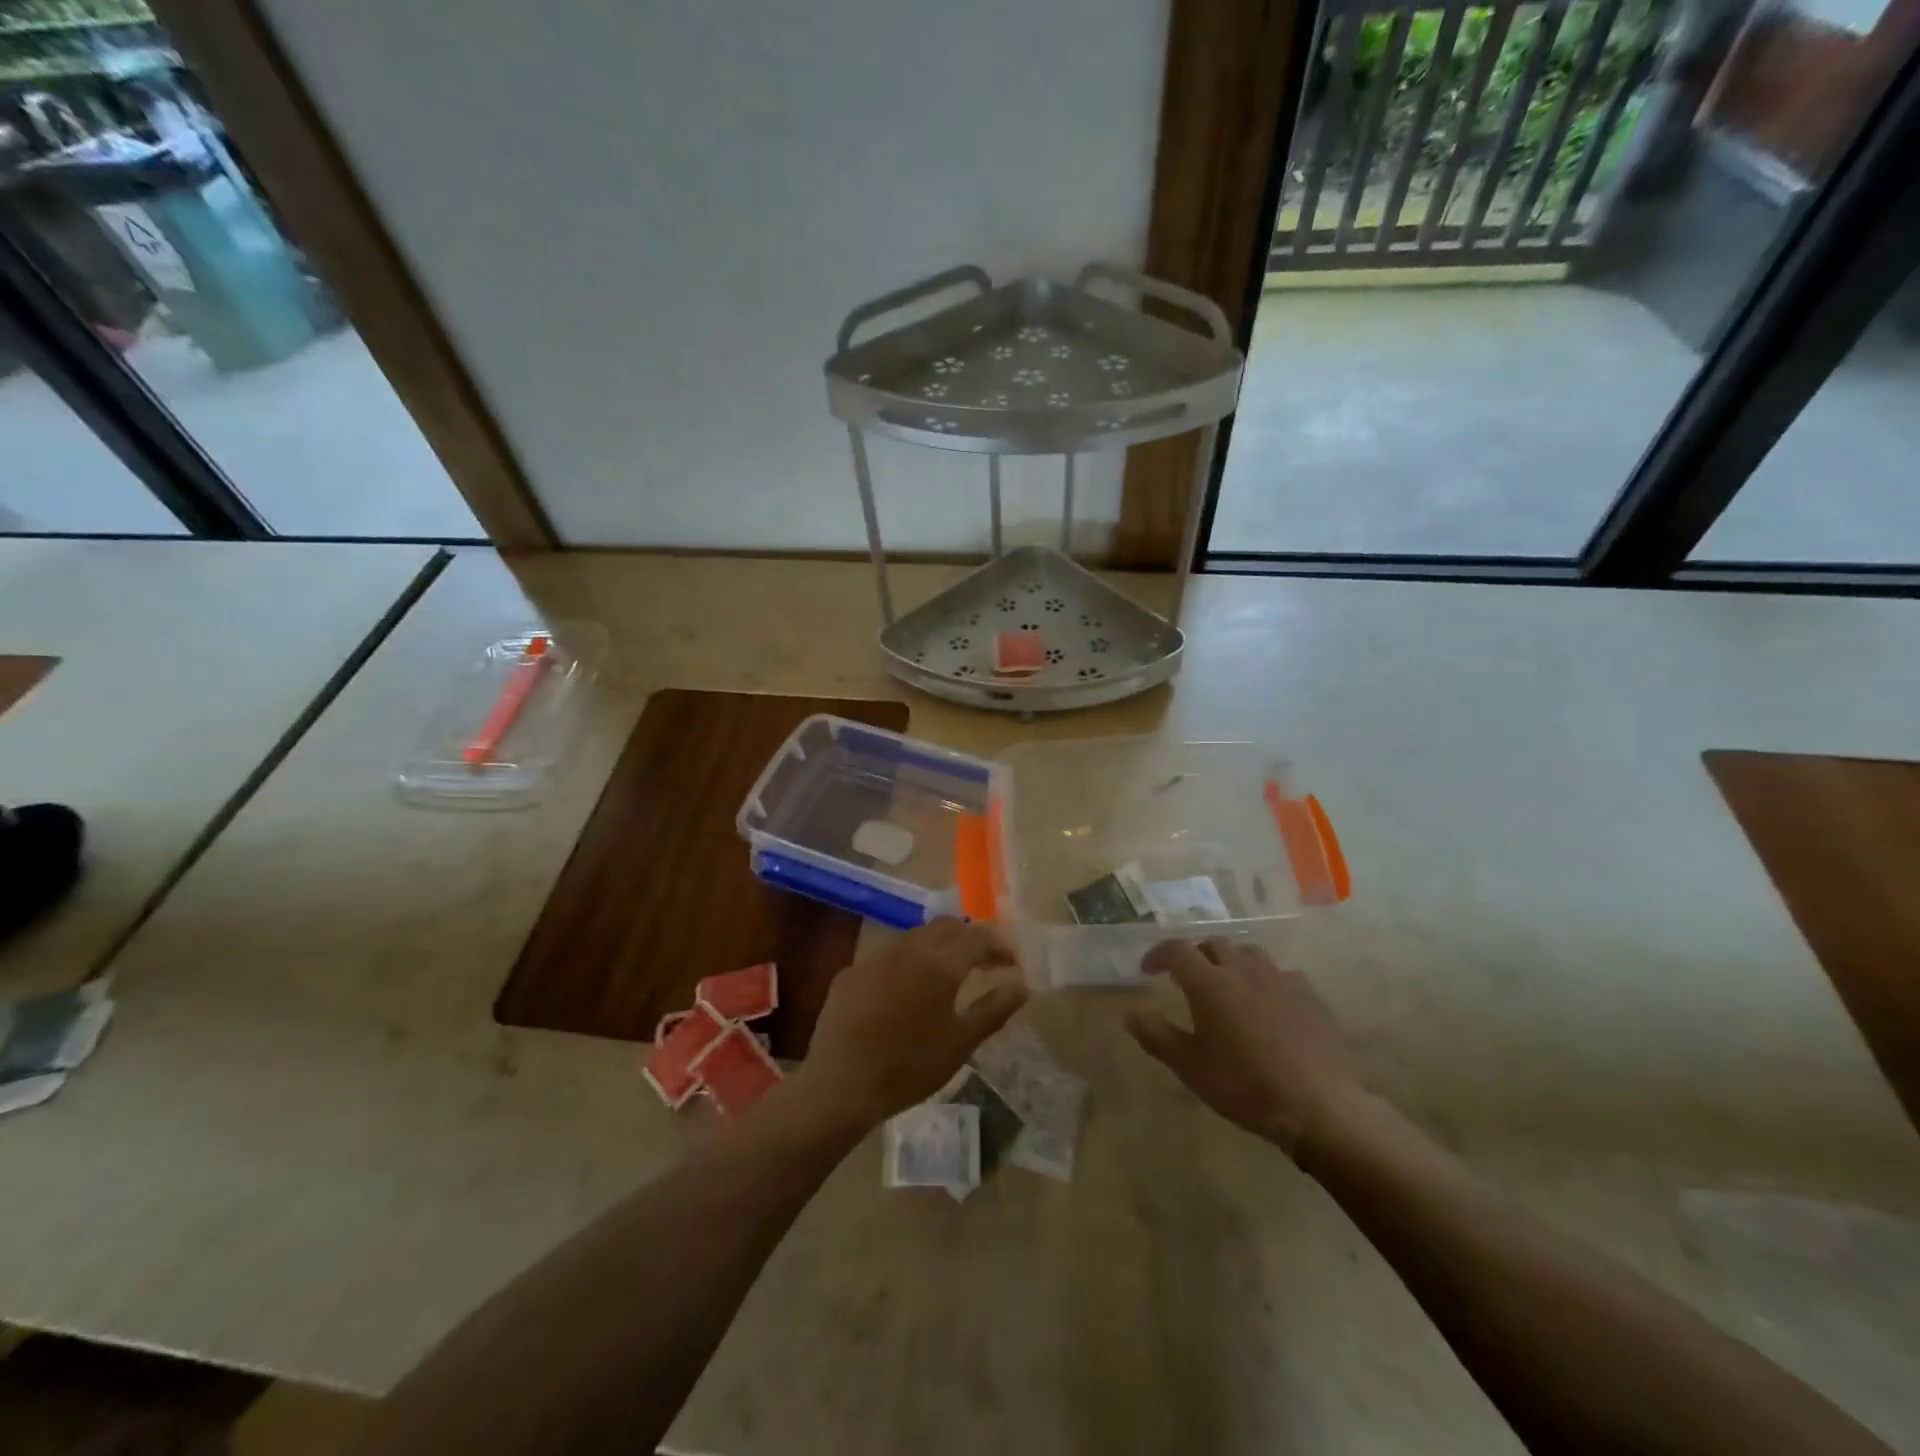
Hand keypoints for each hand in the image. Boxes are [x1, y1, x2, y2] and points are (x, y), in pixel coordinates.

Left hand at [796, 918, 1027, 1128]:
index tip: (1010, 963)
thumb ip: (994, 1009)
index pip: (978, 936)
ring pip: (914, 937)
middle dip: (969, 937)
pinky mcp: (851, 972)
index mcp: (940, 964)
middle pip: (946, 926)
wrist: (840, 1085)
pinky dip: (906, 963)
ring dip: (937, 946)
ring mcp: (875, 957)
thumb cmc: (909, 1067)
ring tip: (947, 973)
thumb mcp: (961, 1043)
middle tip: (983, 962)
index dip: (999, 946)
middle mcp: (908, 949)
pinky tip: (904, 990)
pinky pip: (886, 956)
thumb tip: (1022, 985)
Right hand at [1126, 938, 1363, 1157]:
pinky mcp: (1310, 997)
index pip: (1177, 950)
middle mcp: (1243, 970)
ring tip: (1226, 984)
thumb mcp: (1190, 1067)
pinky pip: (1281, 974)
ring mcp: (1281, 980)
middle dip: (1195, 955)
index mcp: (1210, 983)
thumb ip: (1157, 1036)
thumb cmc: (1245, 1086)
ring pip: (1249, 953)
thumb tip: (1130, 1014)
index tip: (1147, 970)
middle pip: (1214, 945)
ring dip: (1230, 961)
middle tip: (1185, 977)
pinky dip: (1265, 980)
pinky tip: (1267, 1003)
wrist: (1320, 1107)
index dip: (1158, 954)